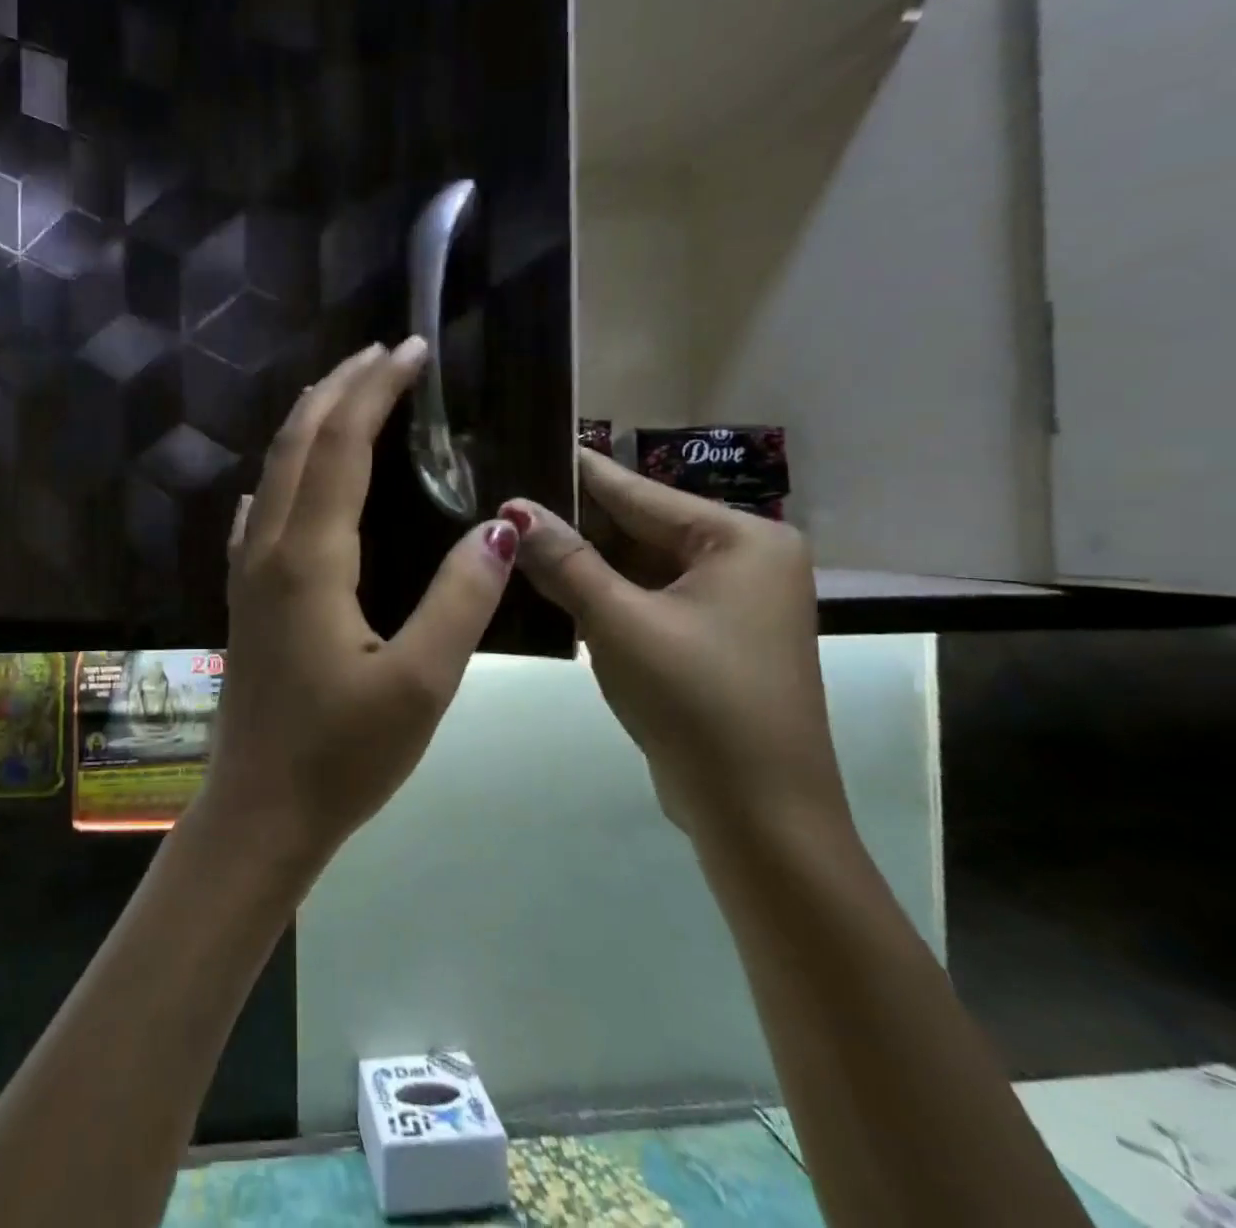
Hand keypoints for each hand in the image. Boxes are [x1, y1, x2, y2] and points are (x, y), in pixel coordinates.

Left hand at [193, 340, 523, 863]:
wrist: (259, 810)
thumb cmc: (342, 756)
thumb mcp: (420, 684)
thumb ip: (459, 600)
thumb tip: (497, 527)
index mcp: (310, 559)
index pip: (342, 446)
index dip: (376, 391)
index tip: (412, 350)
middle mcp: (269, 549)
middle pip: (299, 443)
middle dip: (340, 388)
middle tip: (383, 352)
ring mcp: (247, 572)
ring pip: (274, 472)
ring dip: (310, 422)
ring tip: (345, 393)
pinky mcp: (244, 597)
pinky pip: (259, 513)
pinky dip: (282, 474)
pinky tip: (286, 481)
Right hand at [502, 449, 847, 842]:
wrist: (758, 816)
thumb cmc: (698, 702)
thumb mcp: (620, 622)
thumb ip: (564, 560)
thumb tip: (512, 510)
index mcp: (742, 539)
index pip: (640, 492)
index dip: (577, 472)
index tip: (524, 444)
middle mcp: (742, 560)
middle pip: (638, 527)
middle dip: (572, 522)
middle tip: (502, 503)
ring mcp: (726, 602)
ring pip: (636, 566)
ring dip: (580, 561)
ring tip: (510, 538)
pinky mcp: (707, 638)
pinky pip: (642, 598)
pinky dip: (598, 595)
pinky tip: (544, 586)